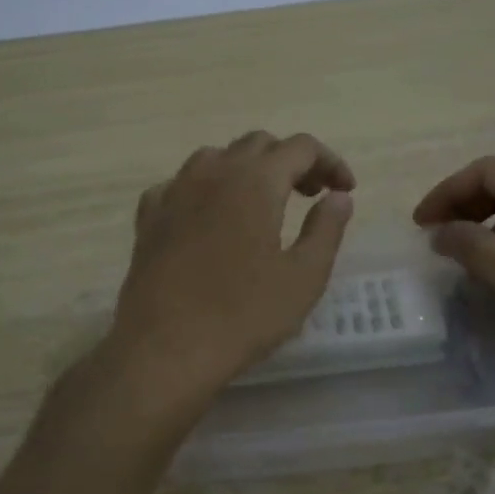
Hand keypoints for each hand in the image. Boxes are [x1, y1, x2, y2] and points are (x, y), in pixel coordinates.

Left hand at [107, 132, 354, 410]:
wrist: (165, 349)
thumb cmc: (244, 315)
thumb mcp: (304, 277)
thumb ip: (326, 229)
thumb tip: (339, 196)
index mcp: (256, 182)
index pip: (301, 147)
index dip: (330, 162)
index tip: (345, 190)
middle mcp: (213, 172)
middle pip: (258, 144)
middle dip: (290, 161)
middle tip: (310, 195)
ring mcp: (174, 192)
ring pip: (216, 157)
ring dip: (247, 169)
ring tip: (262, 204)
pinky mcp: (149, 217)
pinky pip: (181, 184)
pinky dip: (206, 189)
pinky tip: (211, 218)